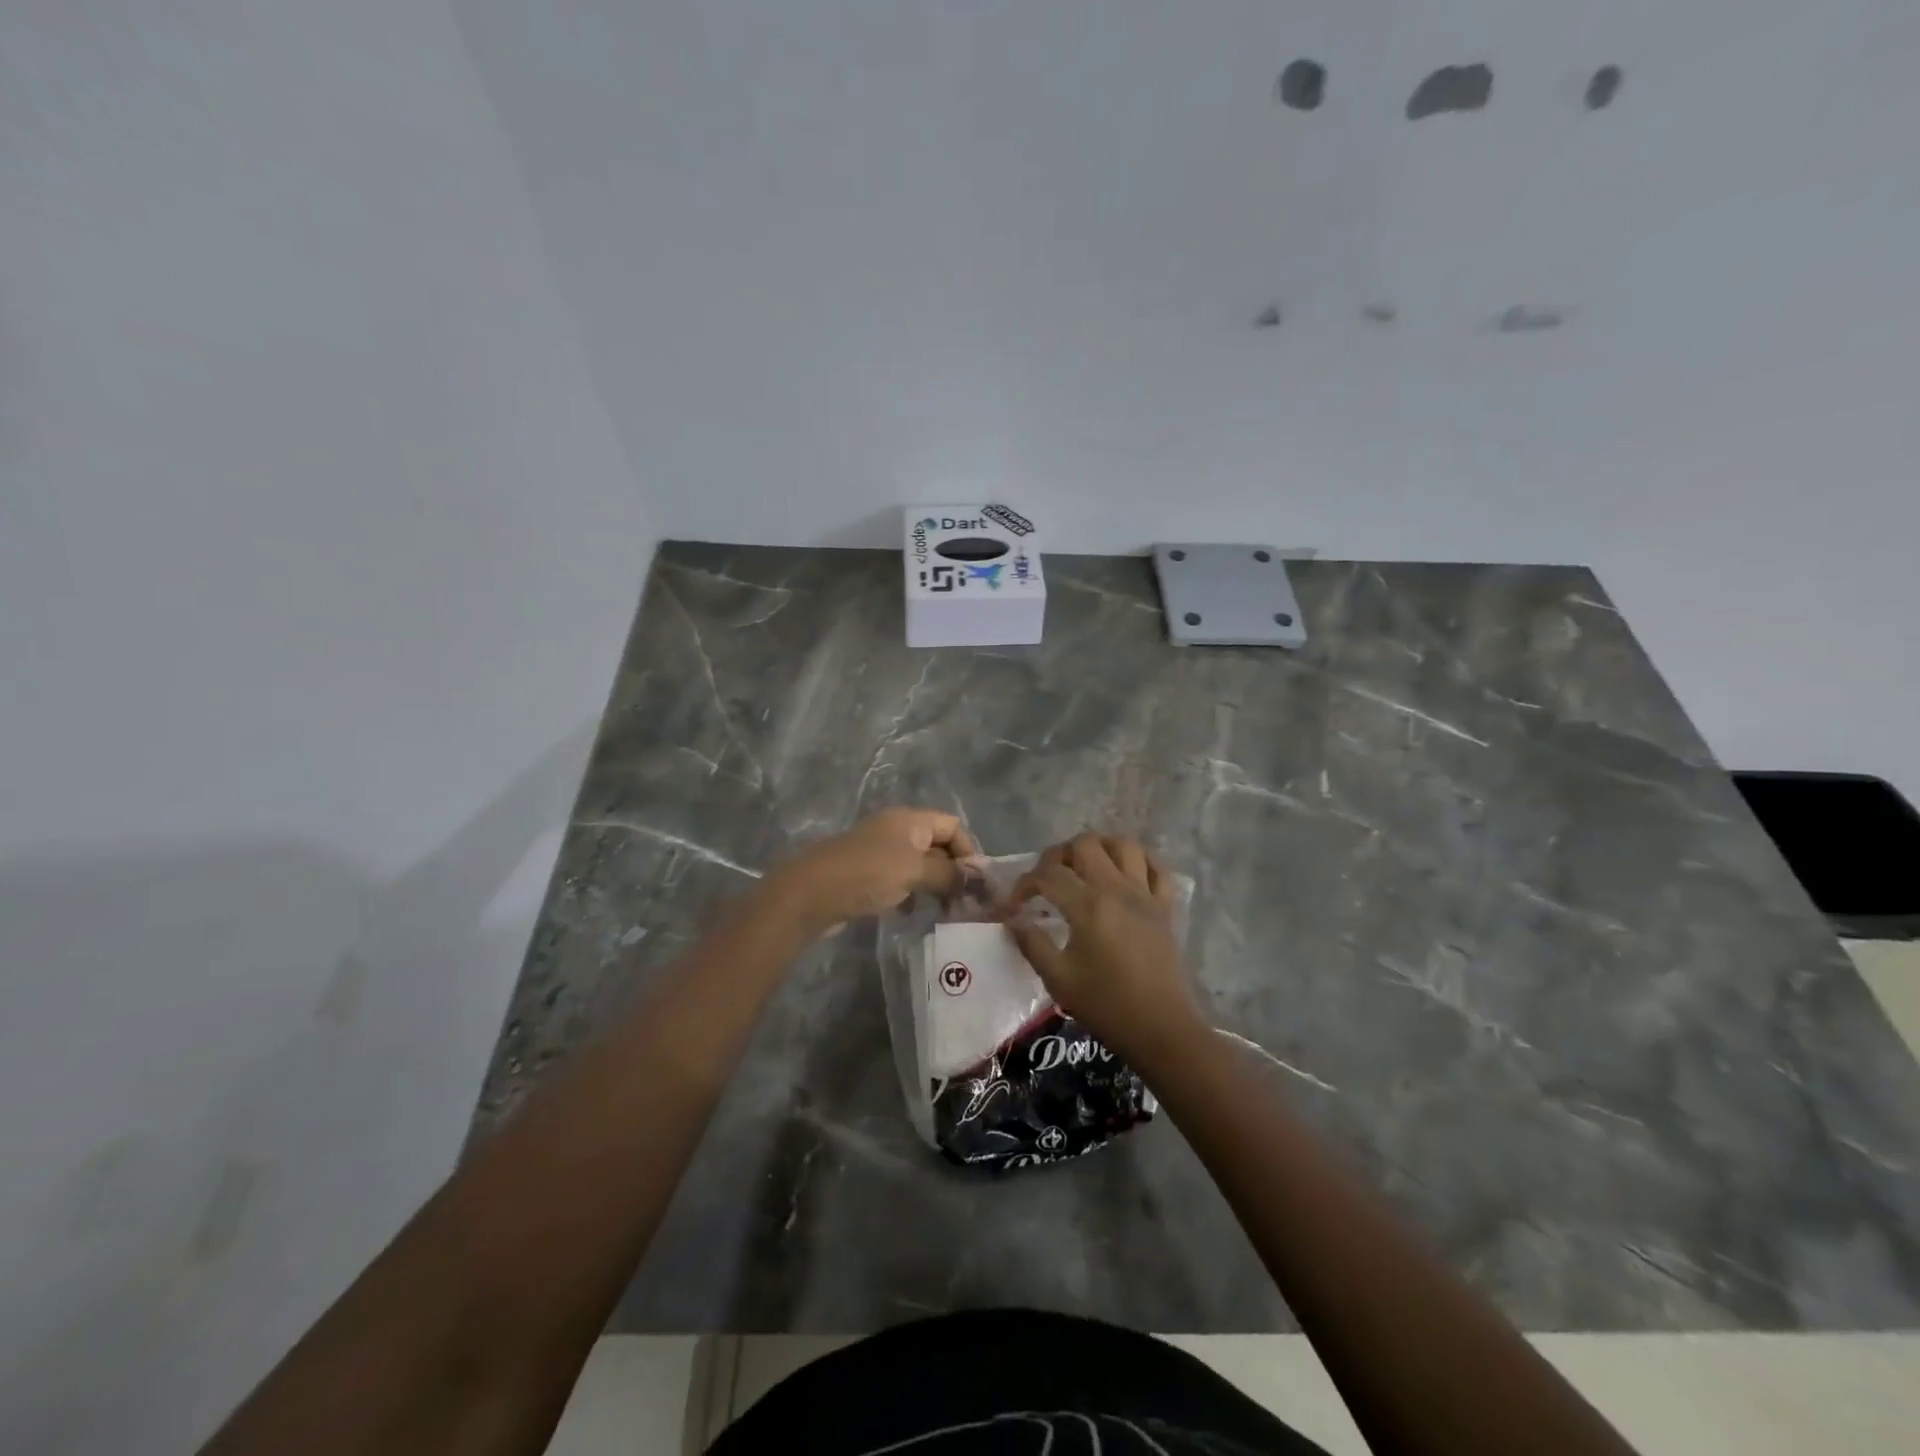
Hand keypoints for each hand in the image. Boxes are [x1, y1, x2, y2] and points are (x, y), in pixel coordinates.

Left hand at [762, 807, 975, 933]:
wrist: (811, 892)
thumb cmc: (868, 873)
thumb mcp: (915, 870)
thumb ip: (948, 874)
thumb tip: (973, 881)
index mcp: (910, 819)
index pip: (952, 825)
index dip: (968, 850)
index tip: (976, 882)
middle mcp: (896, 829)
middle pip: (936, 844)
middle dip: (953, 870)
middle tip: (964, 901)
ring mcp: (879, 851)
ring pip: (918, 864)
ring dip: (933, 884)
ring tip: (943, 910)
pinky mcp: (865, 873)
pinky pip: (899, 879)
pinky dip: (910, 893)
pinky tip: (911, 912)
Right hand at [1006, 833, 1204, 1065]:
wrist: (1161, 1029)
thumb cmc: (1107, 1006)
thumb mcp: (1059, 980)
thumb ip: (1032, 944)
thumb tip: (1013, 920)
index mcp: (1087, 906)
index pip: (1048, 874)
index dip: (1025, 883)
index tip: (1016, 904)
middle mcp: (1116, 889)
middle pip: (1085, 844)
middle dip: (1059, 855)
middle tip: (1049, 880)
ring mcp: (1145, 894)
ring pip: (1123, 845)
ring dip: (1099, 848)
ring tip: (1085, 868)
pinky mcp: (1165, 907)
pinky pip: (1156, 868)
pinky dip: (1138, 863)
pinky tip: (1124, 875)